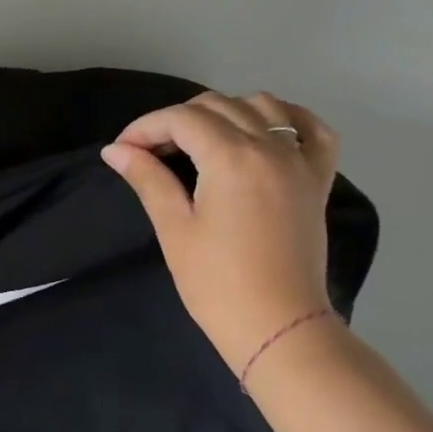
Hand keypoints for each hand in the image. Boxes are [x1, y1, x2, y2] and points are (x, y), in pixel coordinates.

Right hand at [102, 92, 341, 371]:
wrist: (278, 325)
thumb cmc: (216, 282)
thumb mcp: (174, 227)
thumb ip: (147, 178)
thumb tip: (115, 150)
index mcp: (232, 158)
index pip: (181, 119)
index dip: (144, 127)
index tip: (121, 150)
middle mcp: (270, 148)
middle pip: (217, 105)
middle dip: (175, 120)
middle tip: (149, 152)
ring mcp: (300, 162)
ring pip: (262, 106)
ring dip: (224, 111)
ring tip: (199, 140)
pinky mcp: (317, 180)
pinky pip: (312, 130)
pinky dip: (286, 119)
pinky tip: (262, 130)